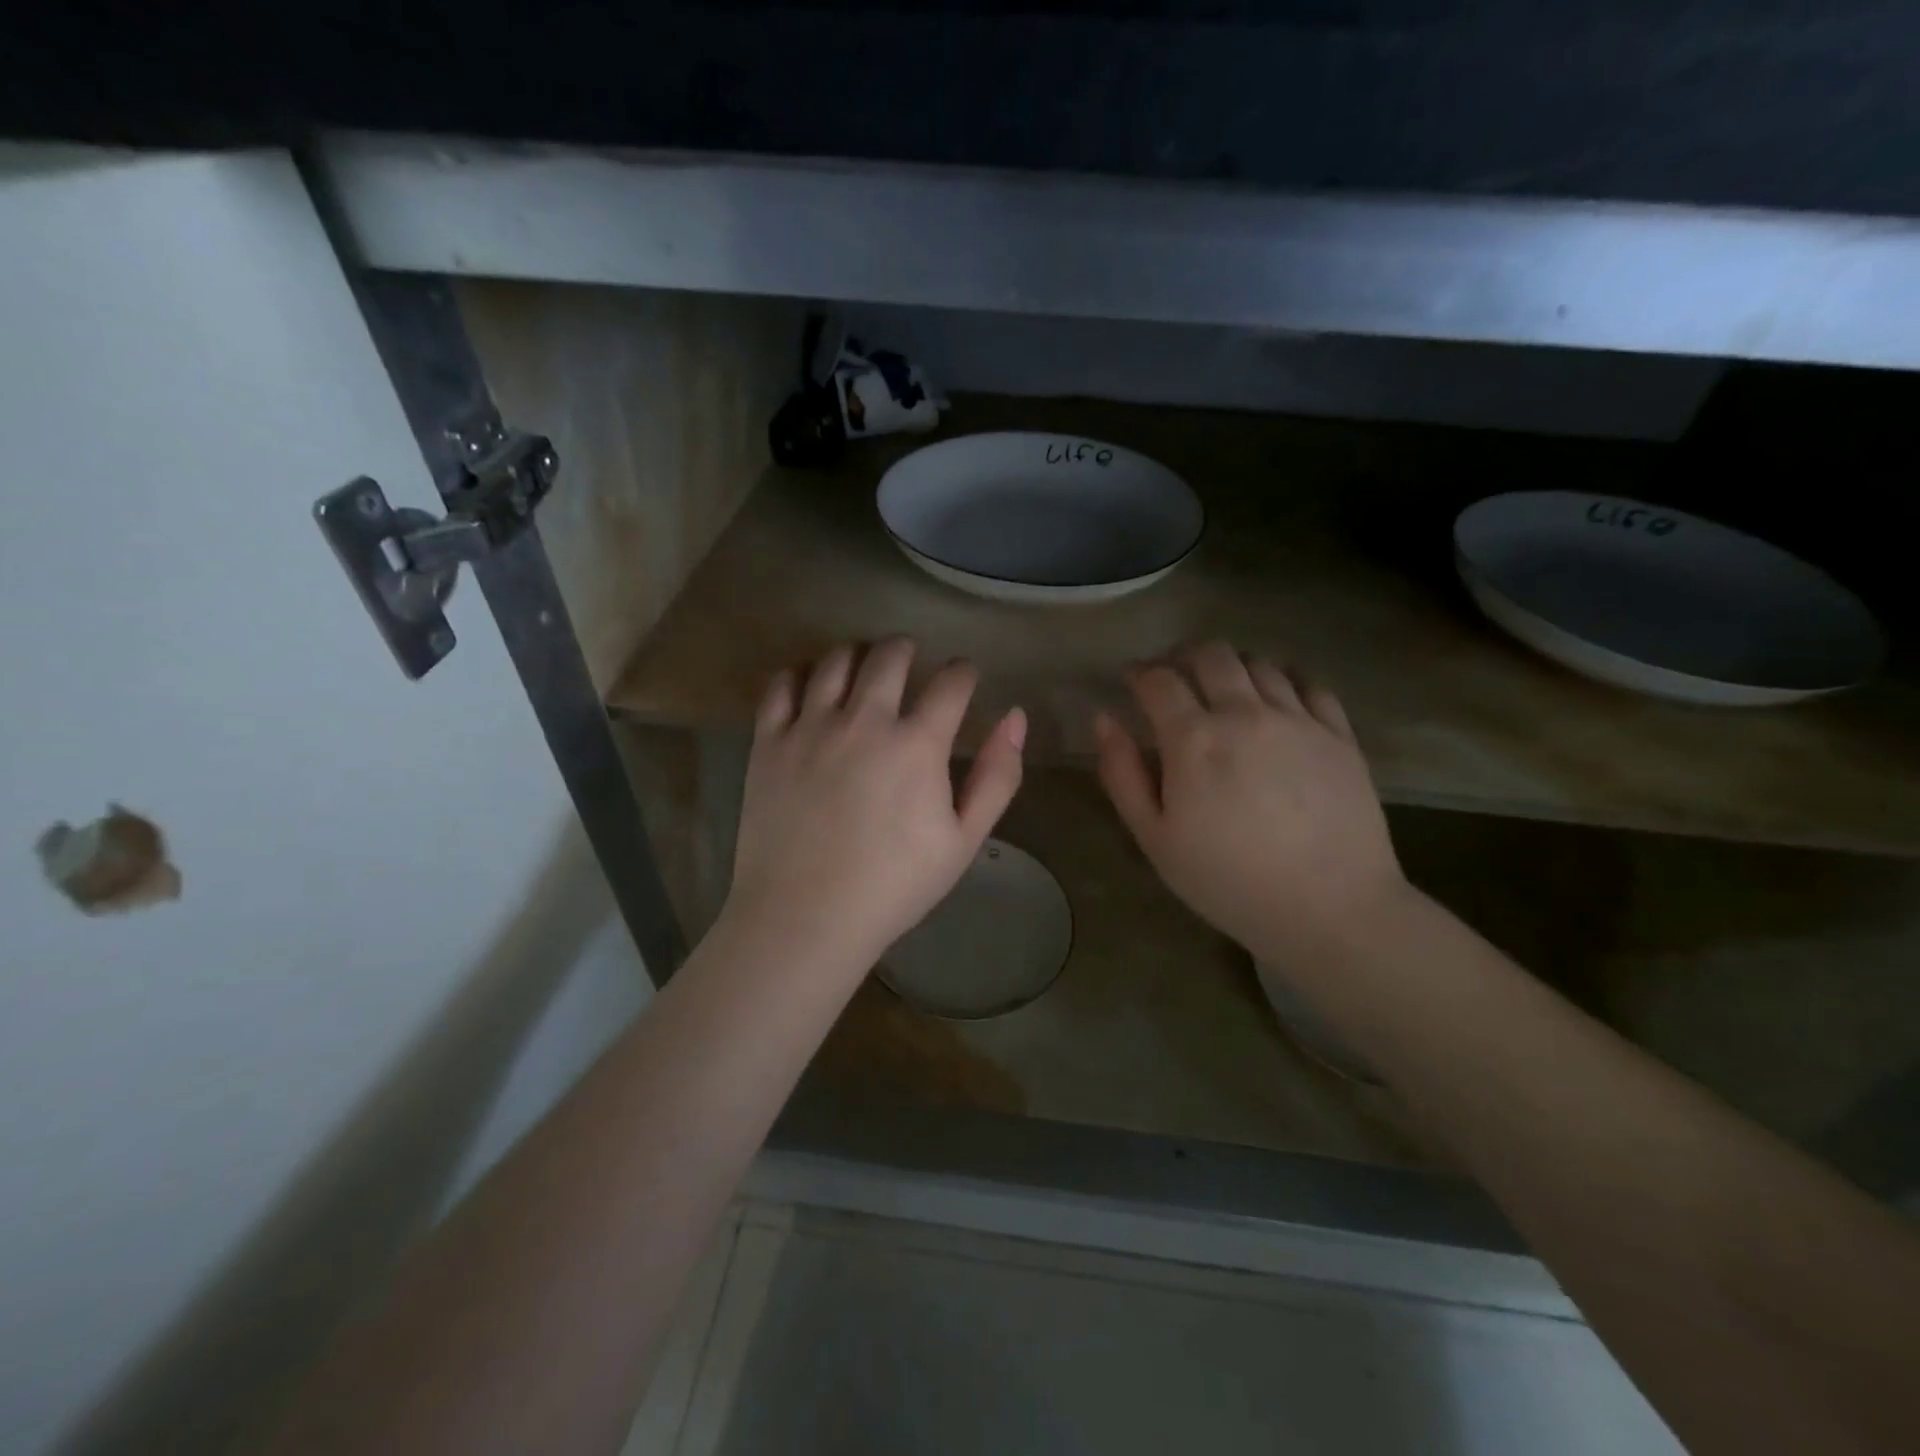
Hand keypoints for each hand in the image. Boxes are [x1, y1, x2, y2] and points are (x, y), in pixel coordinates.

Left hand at [723, 638, 1026, 972]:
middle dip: (907, 649)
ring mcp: (811, 726)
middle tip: (910, 658)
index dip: (963, 672)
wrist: (805, 916)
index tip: (964, 676)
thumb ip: (997, 776)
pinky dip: (801, 674)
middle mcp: (864, 720)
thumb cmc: (894, 886)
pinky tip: (810, 685)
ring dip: (857, 654)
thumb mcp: (964, 841)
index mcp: (917, 744)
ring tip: (862, 666)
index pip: (951, 682)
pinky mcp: (769, 741)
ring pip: (836, 660)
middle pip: (890, 655)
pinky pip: (783, 685)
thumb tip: (1015, 717)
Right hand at [1094, 642, 1407, 963]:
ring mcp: (1298, 719)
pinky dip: (1284, 680)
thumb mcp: (1154, 838)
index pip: (1158, 680)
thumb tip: (1104, 719)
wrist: (1330, 908)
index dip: (1139, 673)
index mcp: (1193, 739)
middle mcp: (1244, 713)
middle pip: (1211, 655)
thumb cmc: (1227, 880)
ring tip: (1223, 689)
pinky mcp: (1339, 734)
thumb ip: (1122, 774)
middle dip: (1183, 657)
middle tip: (1174, 677)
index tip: (1131, 681)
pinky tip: (1277, 700)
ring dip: (1232, 666)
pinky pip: (1310, 684)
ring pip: (1259, 664)